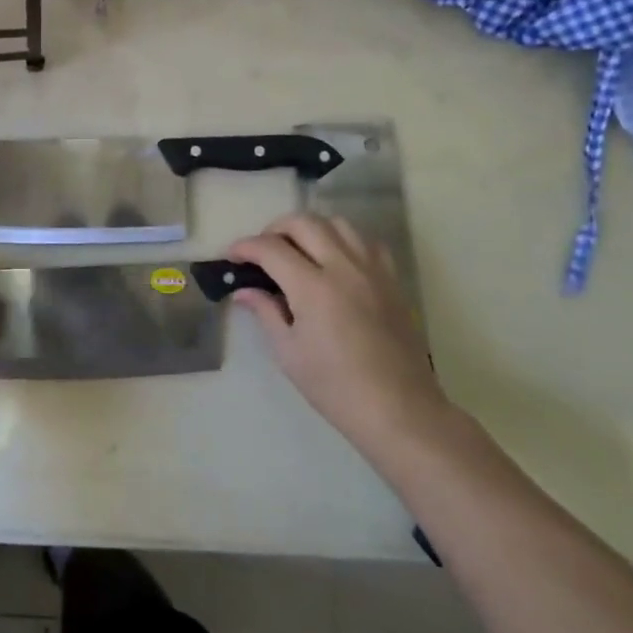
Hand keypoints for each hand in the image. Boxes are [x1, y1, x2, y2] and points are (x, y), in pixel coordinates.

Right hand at [227, 213, 449, 458]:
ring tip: (297, 250)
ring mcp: (372, 271)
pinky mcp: (392, 281)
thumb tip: (244, 291)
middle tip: (262, 251)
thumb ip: (266, 312)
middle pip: (304, 222)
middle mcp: (344, 268)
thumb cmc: (336, 387)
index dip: (245, 247)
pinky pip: (366, 242)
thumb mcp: (289, 352)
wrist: (400, 410)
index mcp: (313, 288)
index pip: (270, 248)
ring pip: (338, 223)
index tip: (232, 256)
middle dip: (275, 228)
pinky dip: (344, 241)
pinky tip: (335, 262)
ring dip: (310, 229)